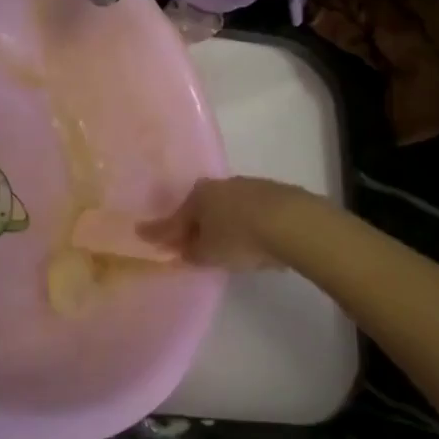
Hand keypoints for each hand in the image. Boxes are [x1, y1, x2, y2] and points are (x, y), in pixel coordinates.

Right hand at [141, 176, 313, 270]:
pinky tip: (251, 238)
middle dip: (193, 224)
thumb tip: (183, 251)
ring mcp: (249, 186)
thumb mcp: (209, 253)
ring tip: (223, 243)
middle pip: (200, 209)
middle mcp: (220, 185)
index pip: (173, 219)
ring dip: (221, 223)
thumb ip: (192, 253)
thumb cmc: (239, 237)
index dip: (160, 232)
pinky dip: (245, 223)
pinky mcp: (276, 194)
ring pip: (226, 207)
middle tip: (188, 243)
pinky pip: (250, 211)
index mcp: (198, 196)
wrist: (293, 222)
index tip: (144, 235)